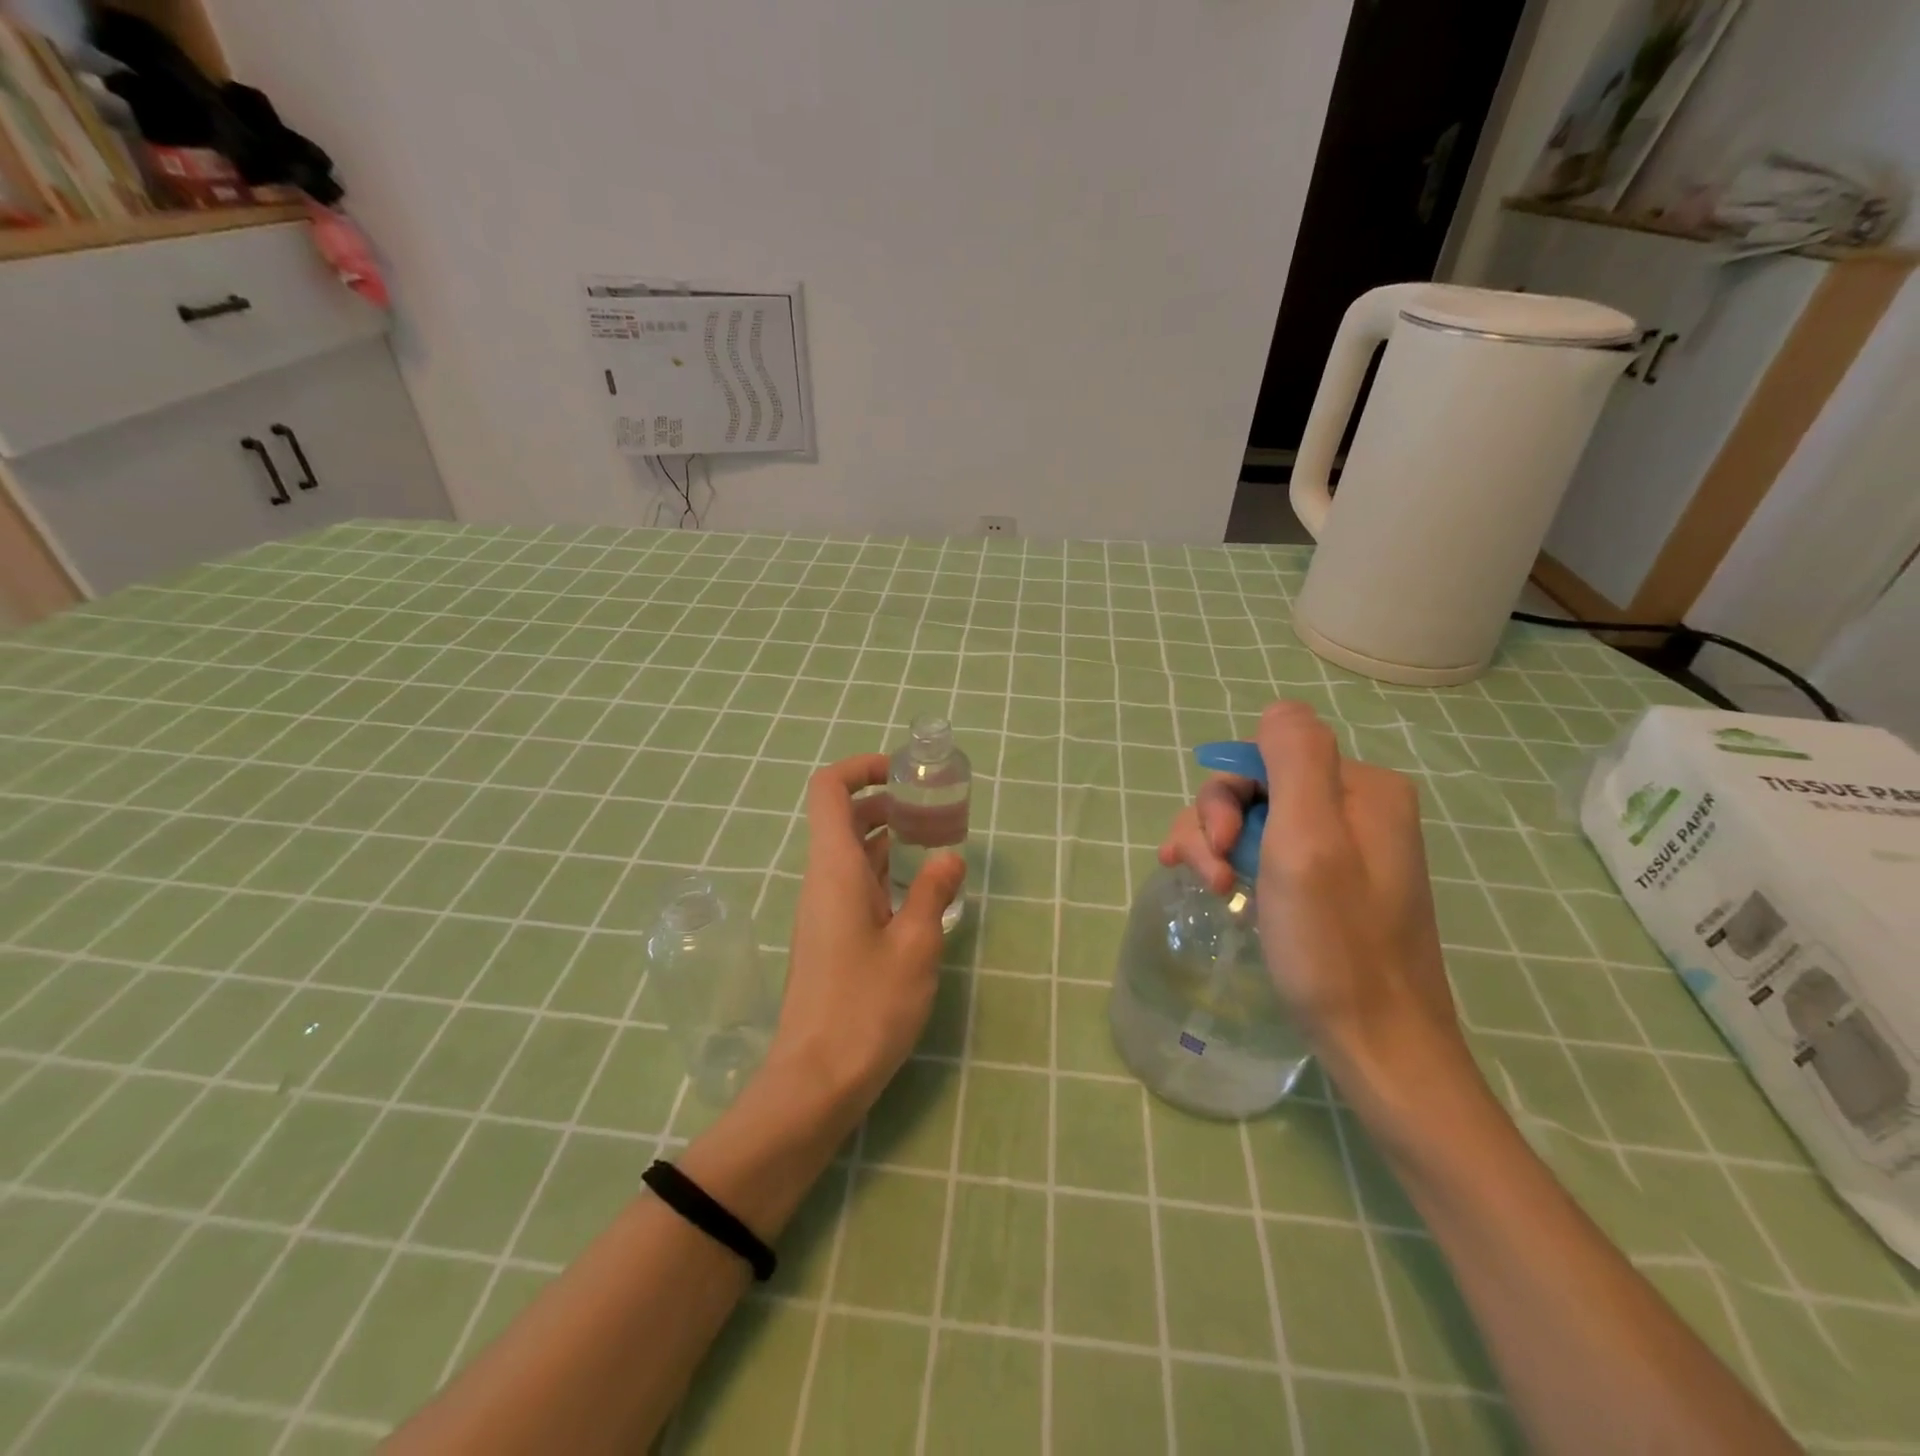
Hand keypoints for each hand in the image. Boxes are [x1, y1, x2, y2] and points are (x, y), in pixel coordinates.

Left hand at [769, 754, 965, 1123]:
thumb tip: (949, 857)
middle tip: (934, 810)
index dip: (862, 768)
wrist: (816, 1081)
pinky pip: (855, 885)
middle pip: (843, 816)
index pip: (829, 789)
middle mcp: (822, 880)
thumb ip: (932, 892)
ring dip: (889, 838)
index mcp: (834, 868)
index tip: (904, 774)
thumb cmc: (866, 1007)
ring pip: (851, 853)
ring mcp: (823, 909)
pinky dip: (884, 872)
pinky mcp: (830, 936)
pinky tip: (919, 892)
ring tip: (936, 844)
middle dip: (887, 802)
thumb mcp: (915, 946)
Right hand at [1159, 702, 1471, 1116]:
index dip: (1228, 795)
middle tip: (1214, 880)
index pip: (1265, 756)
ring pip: (1254, 819)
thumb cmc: (1336, 945)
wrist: (1379, 1046)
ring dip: (1218, 848)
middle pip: (1256, 787)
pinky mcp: (1328, 882)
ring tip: (1216, 895)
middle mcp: (1356, 807)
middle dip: (1218, 825)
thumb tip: (1278, 710)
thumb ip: (1296, 759)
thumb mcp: (1309, 841)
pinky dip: (1235, 865)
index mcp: (1361, 788)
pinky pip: (1267, 851)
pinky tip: (1223, 893)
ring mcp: (1343, 847)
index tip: (1220, 847)